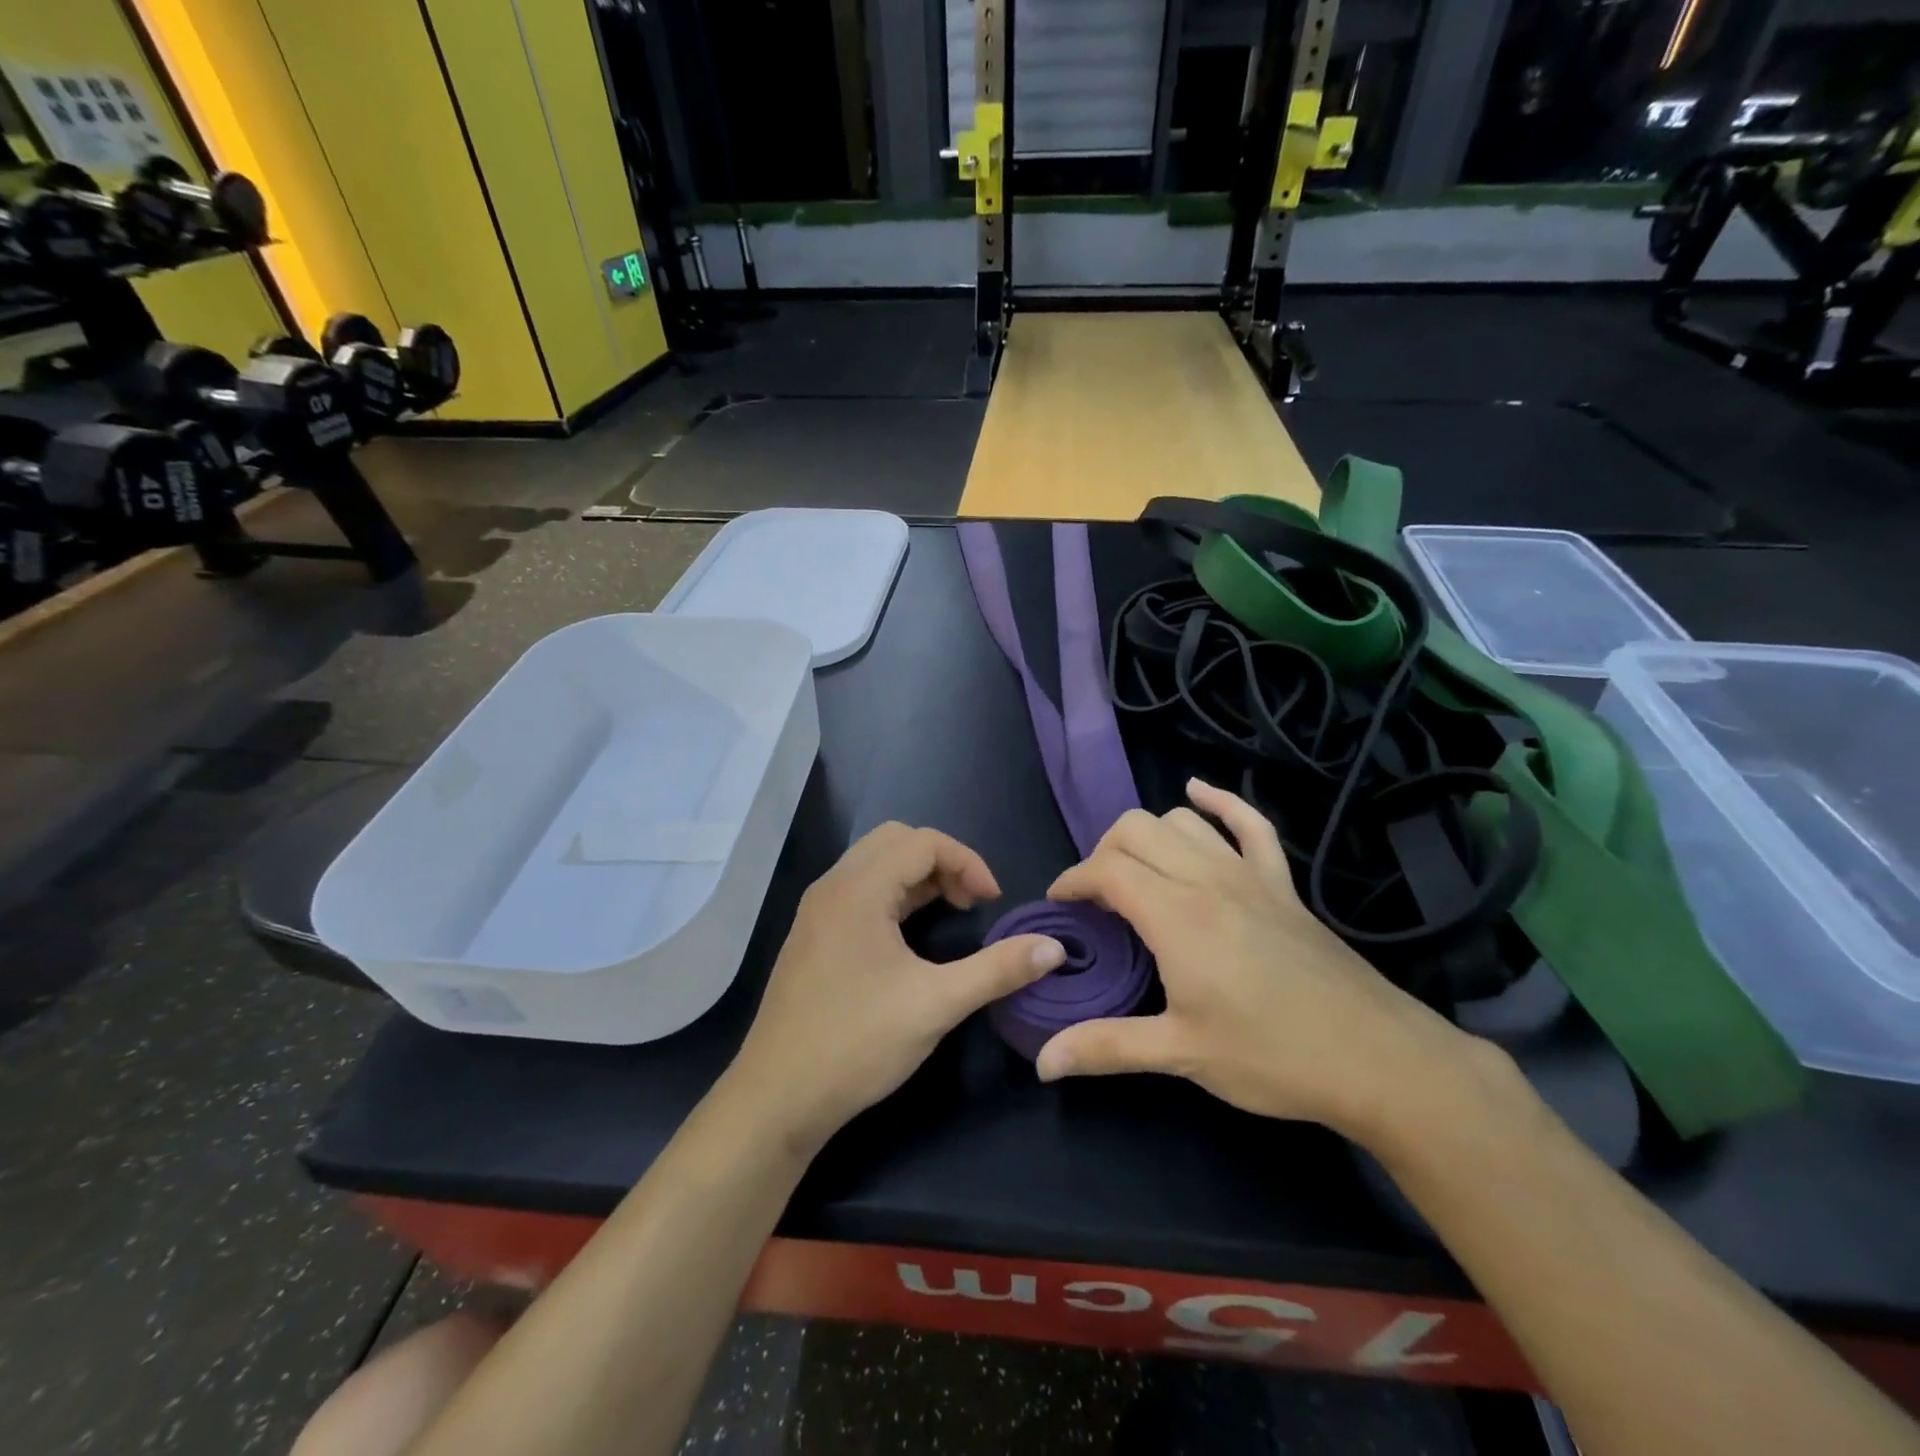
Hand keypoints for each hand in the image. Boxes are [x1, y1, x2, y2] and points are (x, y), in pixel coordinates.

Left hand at [728, 822, 1064, 1153]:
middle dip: (942, 861)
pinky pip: (860, 890)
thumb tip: (1053, 948)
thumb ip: (998, 969)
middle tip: (970, 903)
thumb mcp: (937, 1005)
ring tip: (950, 913)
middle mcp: (833, 887)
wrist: (777, 1098)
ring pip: (875, 863)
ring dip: (918, 877)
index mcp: (858, 889)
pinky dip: (894, 895)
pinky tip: (911, 936)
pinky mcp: (813, 935)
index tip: (993, 902)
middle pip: (896, 841)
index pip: (923, 841)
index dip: (967, 862)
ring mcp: (818, 910)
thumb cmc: (857, 1043)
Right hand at [1034, 780, 1487, 1144]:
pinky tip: (1198, 793)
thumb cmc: (1273, 1056)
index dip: (1073, 880)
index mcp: (1176, 916)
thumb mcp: (1181, 1054)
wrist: (1377, 1058)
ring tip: (1136, 871)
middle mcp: (1206, 879)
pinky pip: (1250, 823)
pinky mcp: (1282, 883)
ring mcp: (1248, 875)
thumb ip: (1106, 1047)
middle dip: (1103, 853)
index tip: (1059, 905)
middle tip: (1097, 898)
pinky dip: (1220, 801)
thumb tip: (1043, 1061)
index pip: (1106, 869)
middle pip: (1135, 830)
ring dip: (1148, 836)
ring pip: (1181, 821)